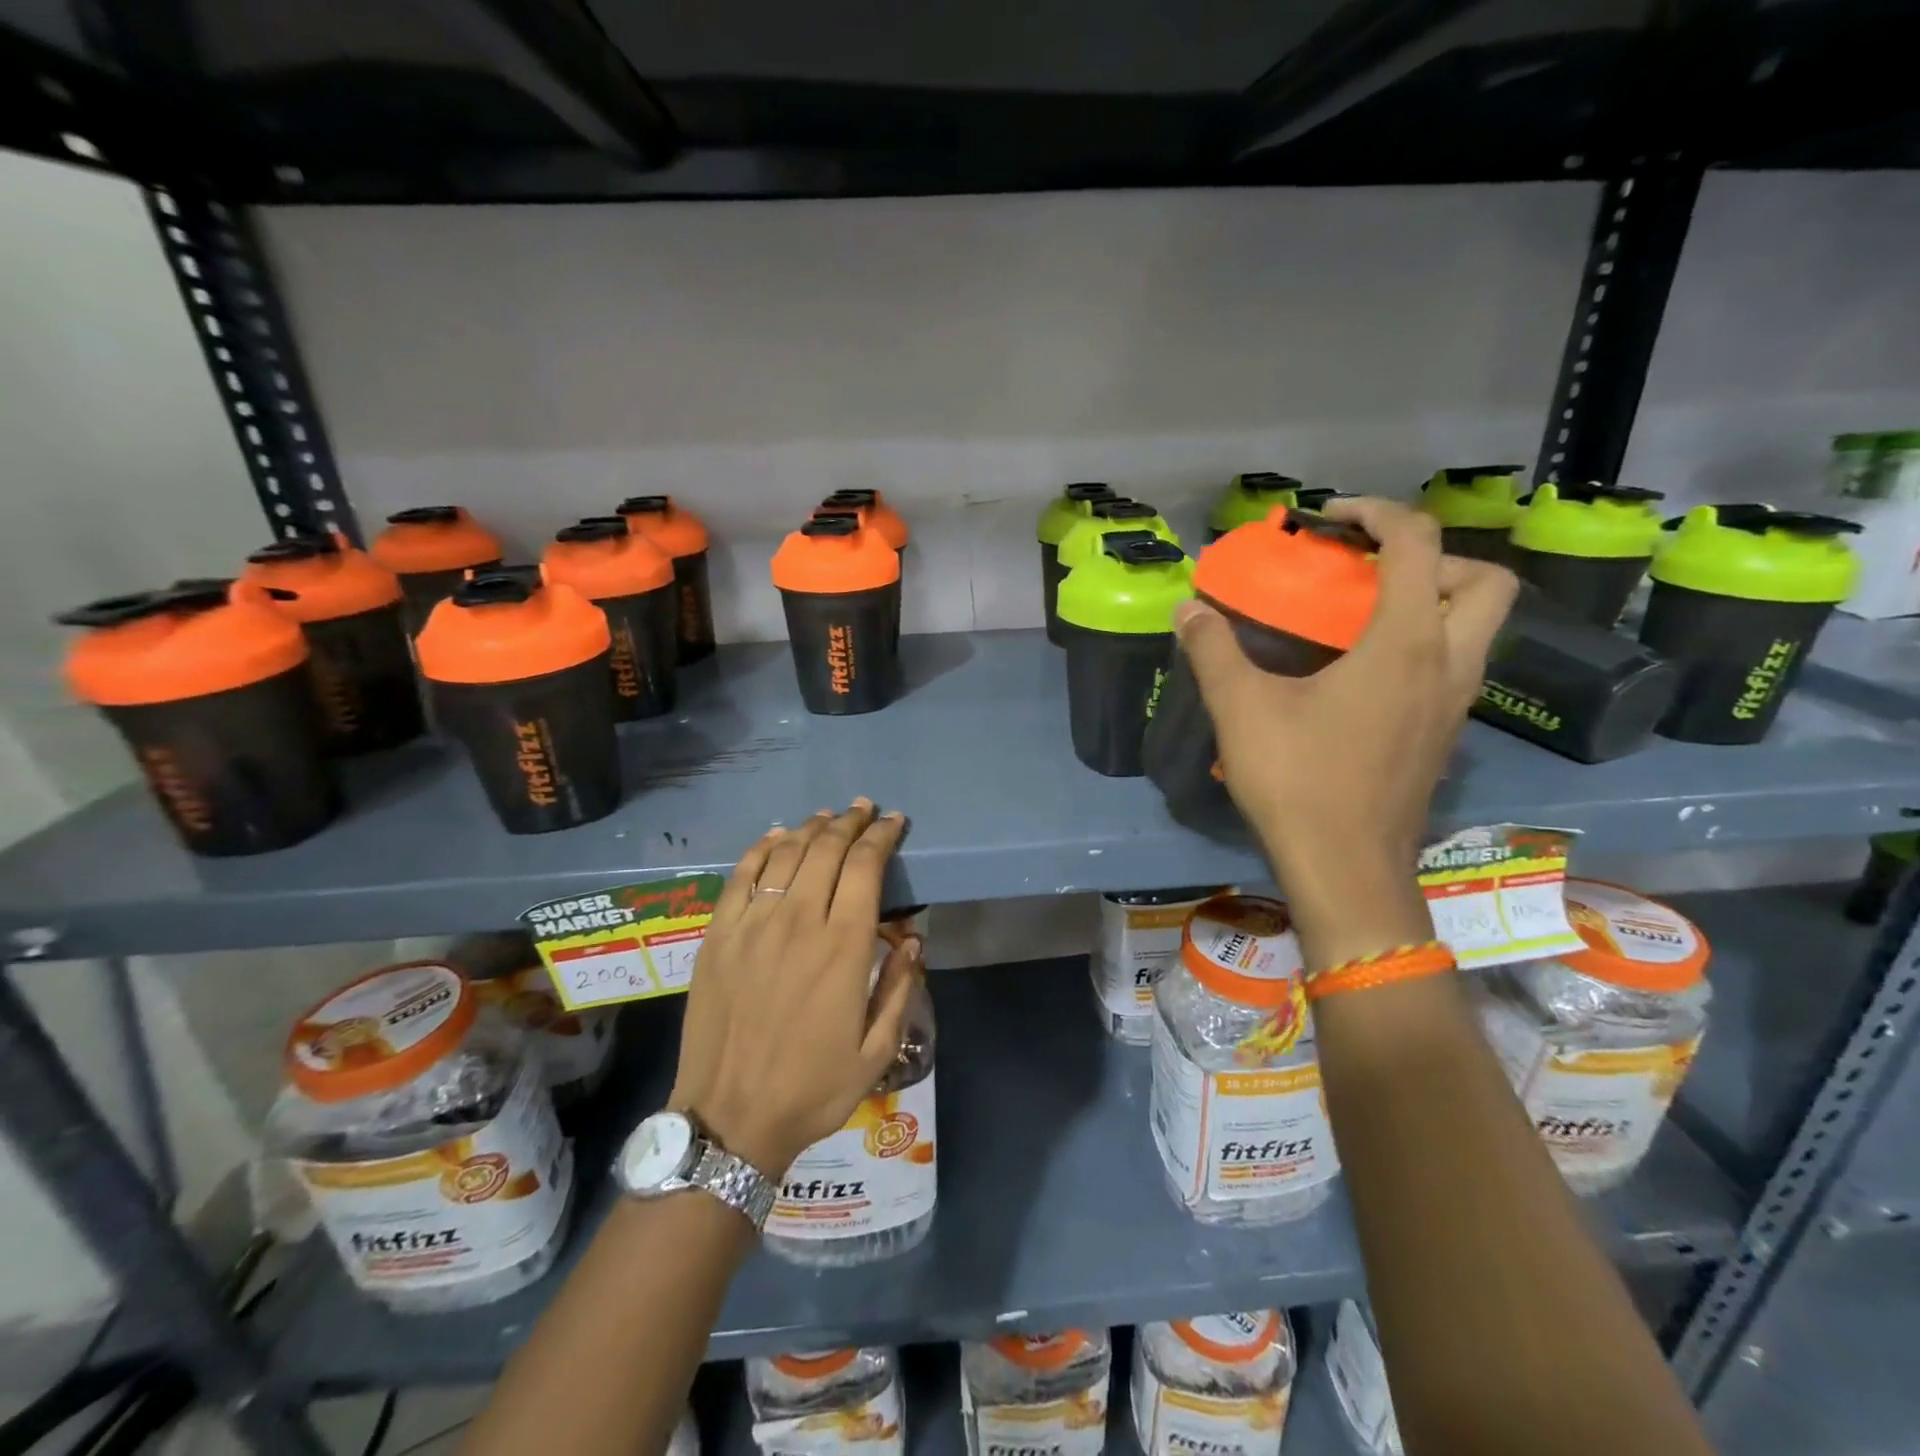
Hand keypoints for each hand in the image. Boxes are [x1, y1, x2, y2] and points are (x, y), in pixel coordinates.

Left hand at [668, 800, 917, 1177]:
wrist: (730, 1119)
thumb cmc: (813, 1088)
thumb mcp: (877, 1051)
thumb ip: (900, 987)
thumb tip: (915, 938)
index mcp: (843, 948)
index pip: (866, 867)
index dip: (882, 837)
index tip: (895, 822)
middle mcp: (799, 922)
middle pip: (826, 849)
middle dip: (850, 823)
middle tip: (864, 810)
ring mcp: (752, 925)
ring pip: (785, 854)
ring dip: (810, 829)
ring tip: (827, 818)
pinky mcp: (718, 936)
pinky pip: (740, 876)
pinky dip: (761, 848)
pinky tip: (776, 837)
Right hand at [1173, 497, 1516, 961]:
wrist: (1345, 868)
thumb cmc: (1297, 780)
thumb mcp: (1242, 708)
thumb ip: (1214, 650)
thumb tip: (1188, 609)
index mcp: (1406, 643)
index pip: (1418, 545)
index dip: (1378, 514)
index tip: (1331, 519)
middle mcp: (1448, 665)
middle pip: (1483, 582)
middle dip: (1435, 559)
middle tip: (1374, 573)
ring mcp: (1455, 705)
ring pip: (1480, 628)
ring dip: (1436, 602)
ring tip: (1366, 618)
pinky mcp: (1444, 736)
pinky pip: (1456, 666)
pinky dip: (1425, 645)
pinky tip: (1365, 674)